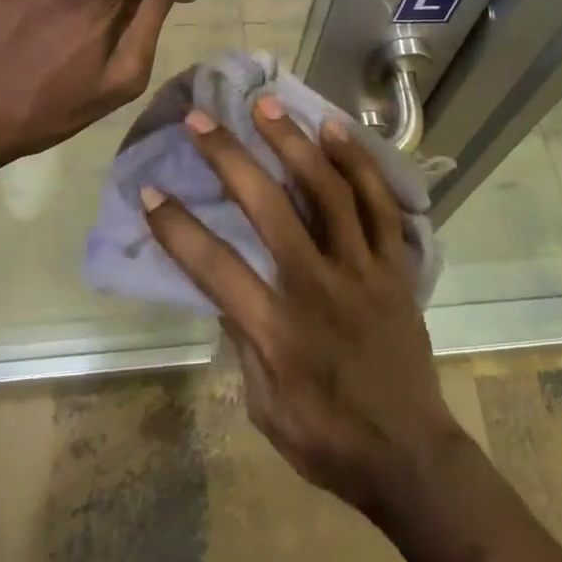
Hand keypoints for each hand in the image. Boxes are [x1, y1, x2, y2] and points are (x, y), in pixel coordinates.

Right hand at [140, 100, 466, 518]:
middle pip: (270, 208)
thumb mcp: (264, 406)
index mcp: (279, 331)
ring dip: (294, 143)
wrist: (411, 456)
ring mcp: (364, 270)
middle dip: (230, 158)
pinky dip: (357, 163)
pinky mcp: (395, 265)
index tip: (151, 191)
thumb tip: (223, 285)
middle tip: (203, 119)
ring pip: (328, 191)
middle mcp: (319, 287)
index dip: (177, 228)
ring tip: (267, 106)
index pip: (216, 268)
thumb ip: (242, 340)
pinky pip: (379, 203)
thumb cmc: (327, 439)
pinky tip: (334, 129)